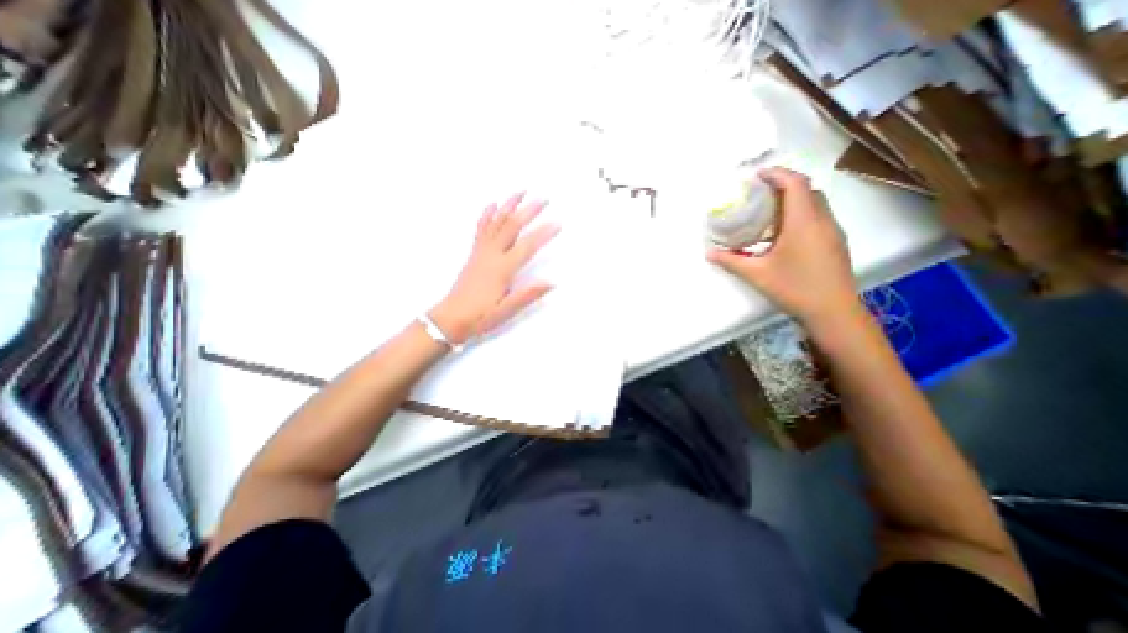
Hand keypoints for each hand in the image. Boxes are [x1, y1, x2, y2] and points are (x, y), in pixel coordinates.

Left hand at [428, 193, 557, 344]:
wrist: (450, 318)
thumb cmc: (479, 317)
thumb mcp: (505, 311)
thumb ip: (526, 295)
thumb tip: (550, 283)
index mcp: (502, 269)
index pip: (526, 247)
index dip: (543, 234)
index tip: (557, 223)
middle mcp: (492, 255)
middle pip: (512, 227)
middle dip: (529, 211)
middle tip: (543, 199)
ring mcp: (481, 252)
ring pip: (496, 223)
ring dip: (509, 205)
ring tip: (520, 192)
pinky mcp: (474, 253)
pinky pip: (481, 229)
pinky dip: (487, 215)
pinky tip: (492, 205)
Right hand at [708, 166, 860, 328]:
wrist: (833, 311)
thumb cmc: (794, 288)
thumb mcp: (757, 274)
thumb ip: (731, 261)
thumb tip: (709, 253)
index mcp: (803, 222)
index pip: (795, 183)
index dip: (777, 173)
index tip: (757, 175)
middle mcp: (822, 220)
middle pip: (807, 189)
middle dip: (783, 185)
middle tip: (760, 194)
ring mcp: (833, 231)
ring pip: (815, 203)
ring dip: (793, 200)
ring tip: (769, 212)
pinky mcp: (836, 242)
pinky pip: (818, 217)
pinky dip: (801, 214)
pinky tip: (785, 233)